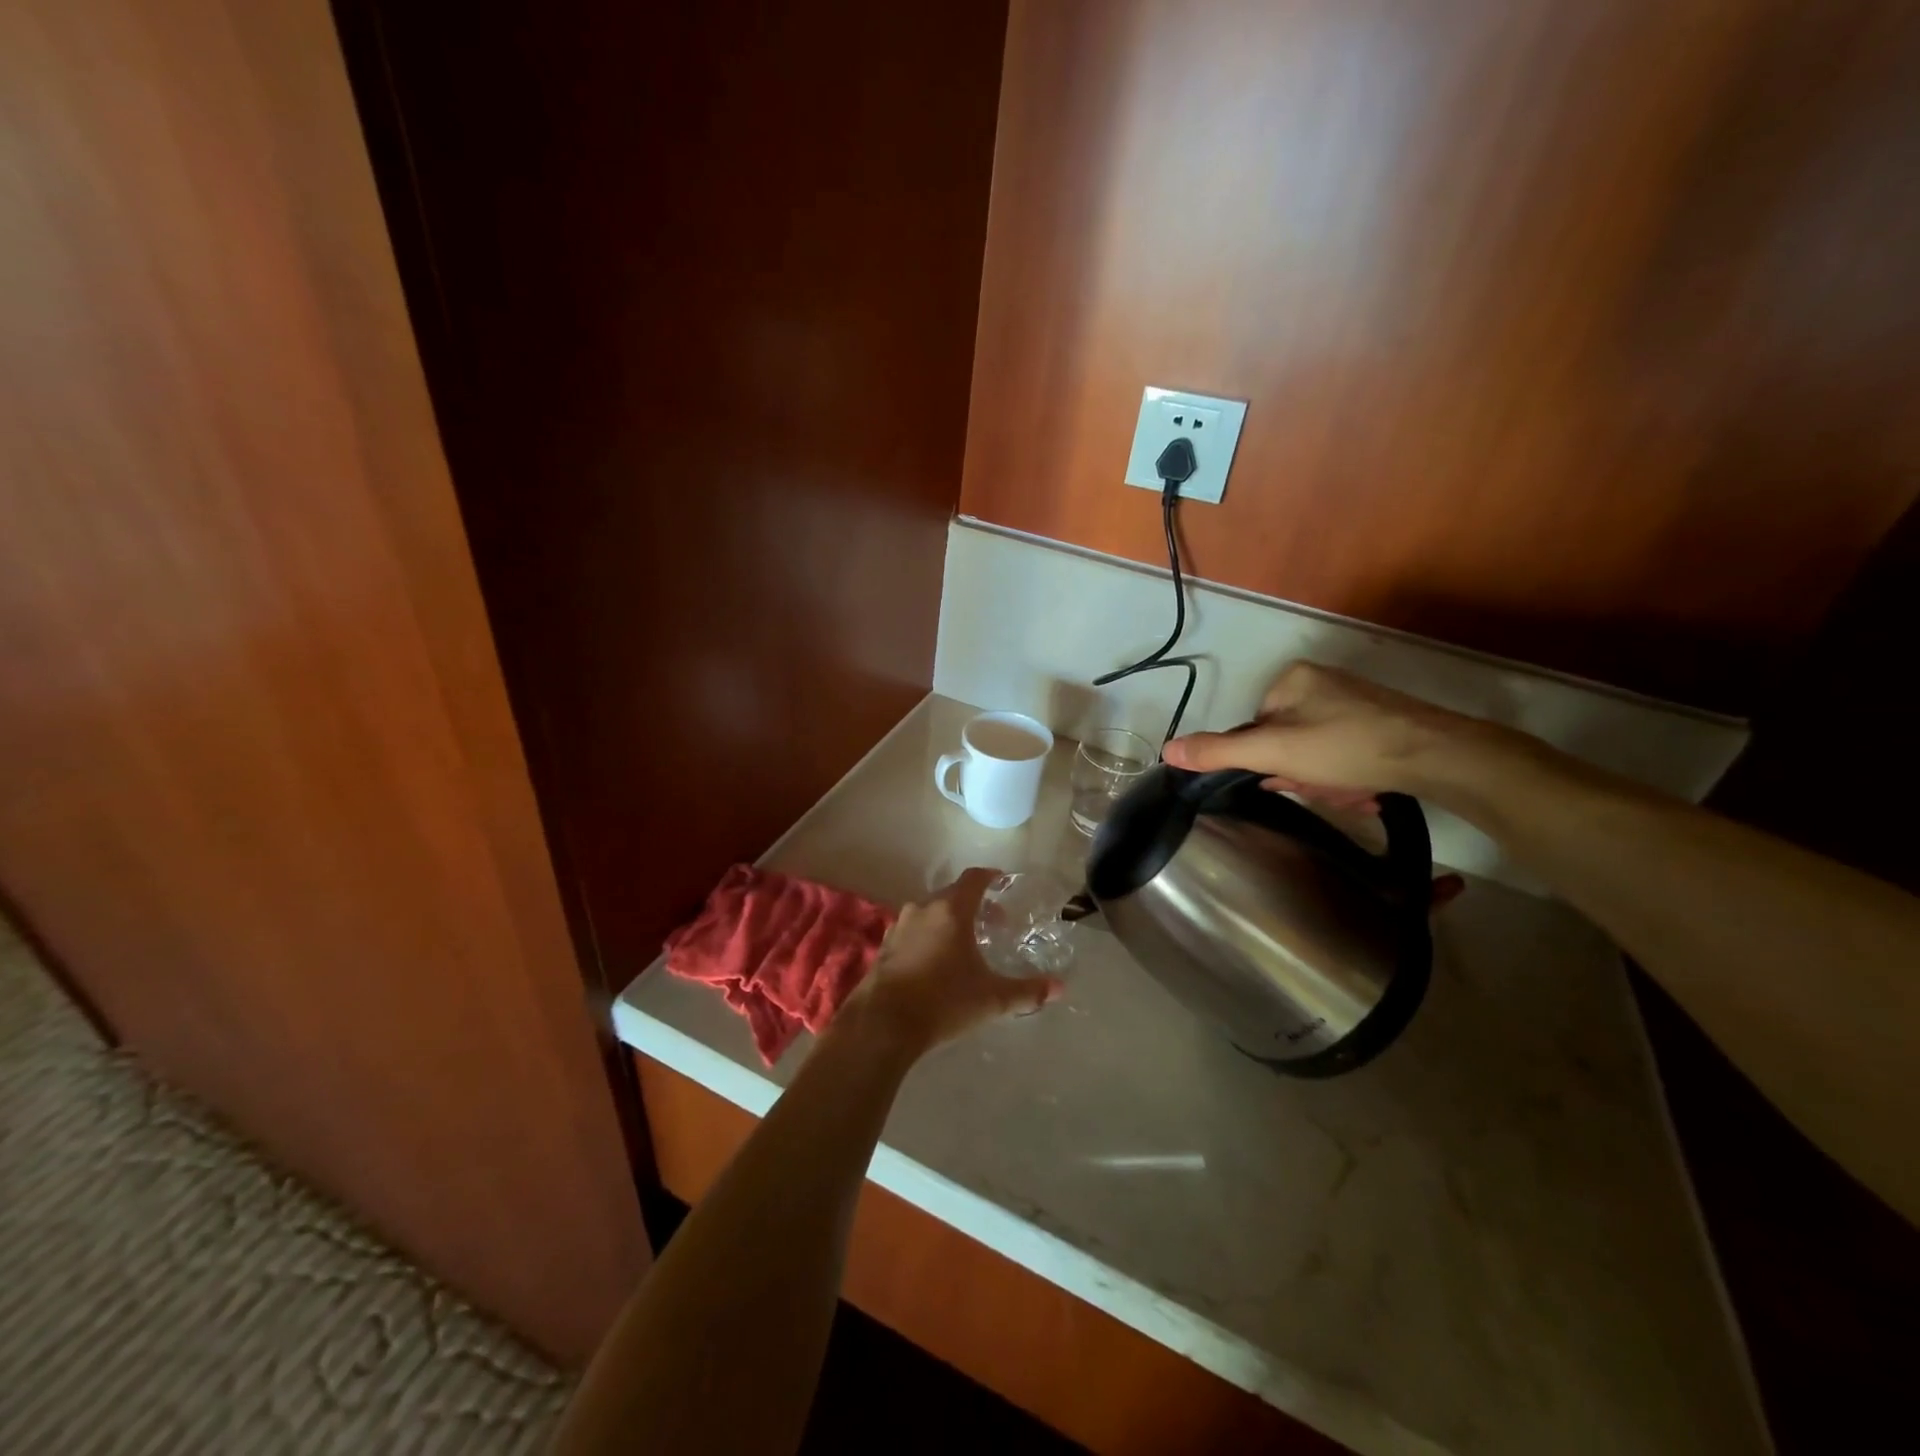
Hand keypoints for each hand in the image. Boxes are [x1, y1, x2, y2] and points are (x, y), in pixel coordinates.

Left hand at [842, 868, 1062, 1055]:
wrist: (883, 1023)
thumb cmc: (943, 1001)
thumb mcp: (991, 998)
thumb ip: (1026, 991)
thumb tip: (1059, 988)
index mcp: (951, 910)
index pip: (973, 879)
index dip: (990, 877)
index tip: (1002, 882)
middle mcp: (923, 909)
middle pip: (951, 895)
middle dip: (973, 904)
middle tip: (993, 922)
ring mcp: (899, 927)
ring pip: (929, 913)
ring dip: (948, 920)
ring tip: (964, 943)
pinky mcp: (884, 947)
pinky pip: (912, 931)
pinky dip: (927, 936)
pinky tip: (934, 961)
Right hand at [1163, 661, 1474, 808]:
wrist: (1439, 756)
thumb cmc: (1346, 747)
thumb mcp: (1274, 753)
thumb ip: (1219, 752)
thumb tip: (1167, 750)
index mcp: (1292, 679)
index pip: (1255, 730)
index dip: (1268, 762)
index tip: (1290, 779)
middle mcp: (1321, 682)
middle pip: (1286, 742)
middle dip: (1301, 774)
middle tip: (1324, 788)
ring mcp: (1353, 700)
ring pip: (1316, 753)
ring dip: (1326, 781)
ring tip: (1351, 791)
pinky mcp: (1381, 720)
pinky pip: (1344, 752)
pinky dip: (1349, 775)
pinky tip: (1366, 788)